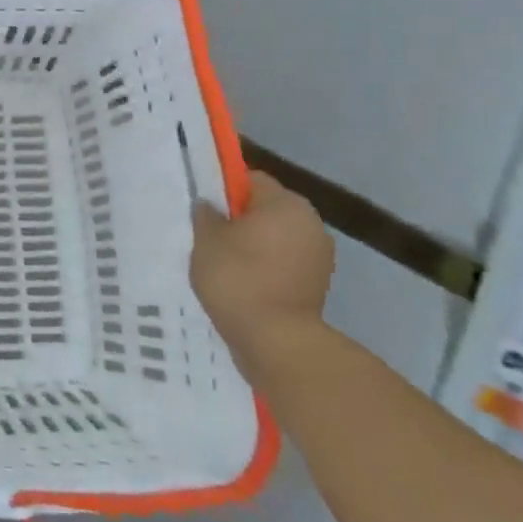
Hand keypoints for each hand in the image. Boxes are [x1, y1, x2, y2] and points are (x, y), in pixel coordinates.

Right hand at [191, 170, 333, 380]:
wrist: (276, 341)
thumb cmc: (238, 277)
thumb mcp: (206, 238)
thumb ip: (206, 214)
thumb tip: (210, 206)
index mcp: (286, 204)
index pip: (251, 180)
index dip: (224, 189)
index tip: (204, 207)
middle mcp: (310, 224)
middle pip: (266, 209)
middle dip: (239, 219)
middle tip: (208, 235)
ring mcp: (319, 257)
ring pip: (275, 238)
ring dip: (253, 245)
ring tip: (223, 262)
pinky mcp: (317, 286)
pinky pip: (283, 264)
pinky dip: (264, 268)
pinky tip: (240, 282)